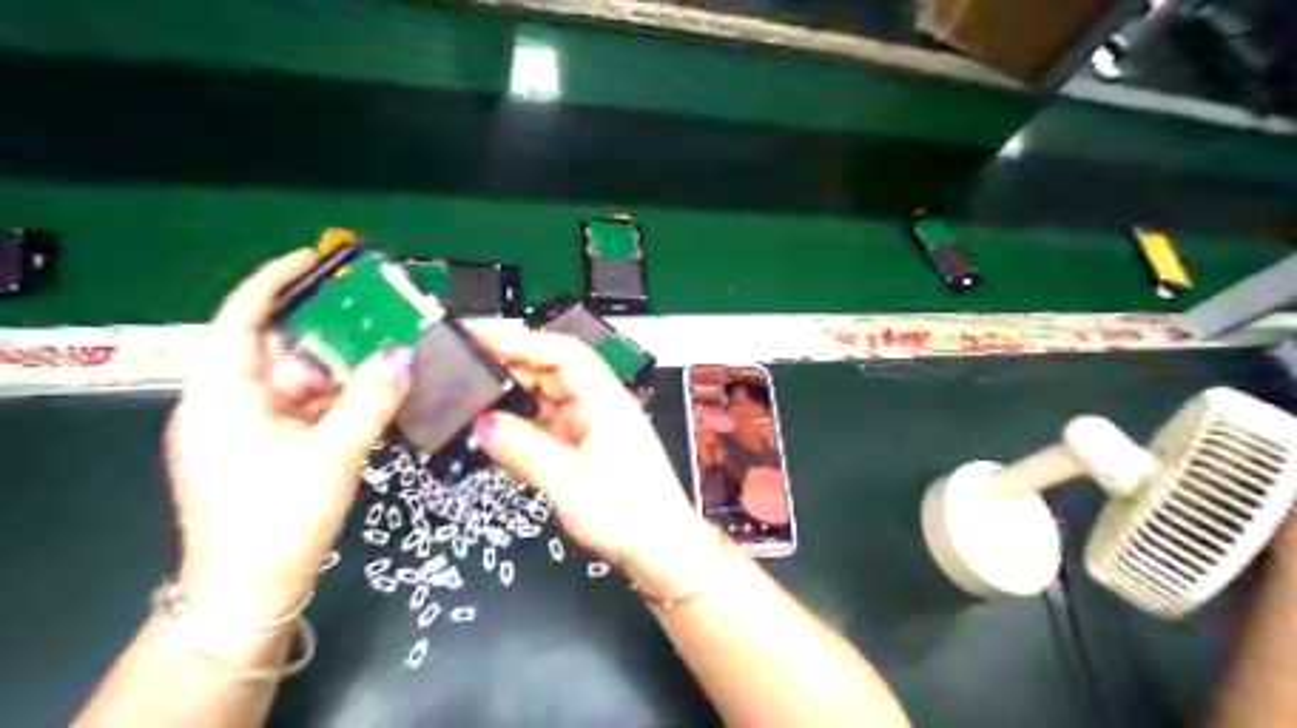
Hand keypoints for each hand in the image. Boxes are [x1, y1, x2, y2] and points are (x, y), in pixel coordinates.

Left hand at [164, 254, 409, 622]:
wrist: (249, 593)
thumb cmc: (277, 519)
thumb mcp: (331, 455)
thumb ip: (371, 401)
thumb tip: (405, 356)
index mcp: (222, 395)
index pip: (241, 318)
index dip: (276, 281)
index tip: (318, 258)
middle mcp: (230, 404)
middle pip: (283, 351)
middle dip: (333, 335)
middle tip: (384, 317)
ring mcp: (249, 429)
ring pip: (302, 384)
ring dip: (346, 373)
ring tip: (394, 355)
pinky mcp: (269, 451)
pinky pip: (309, 411)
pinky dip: (342, 402)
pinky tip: (380, 397)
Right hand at [474, 326, 712, 596]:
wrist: (661, 551)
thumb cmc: (628, 514)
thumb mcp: (572, 483)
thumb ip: (526, 451)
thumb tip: (482, 423)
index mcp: (606, 401)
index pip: (563, 353)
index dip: (521, 339)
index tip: (477, 335)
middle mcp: (599, 406)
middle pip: (551, 371)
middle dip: (509, 365)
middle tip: (461, 366)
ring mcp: (591, 427)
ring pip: (546, 399)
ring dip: (511, 396)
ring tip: (467, 396)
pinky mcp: (583, 449)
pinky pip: (546, 426)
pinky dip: (519, 425)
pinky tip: (492, 432)